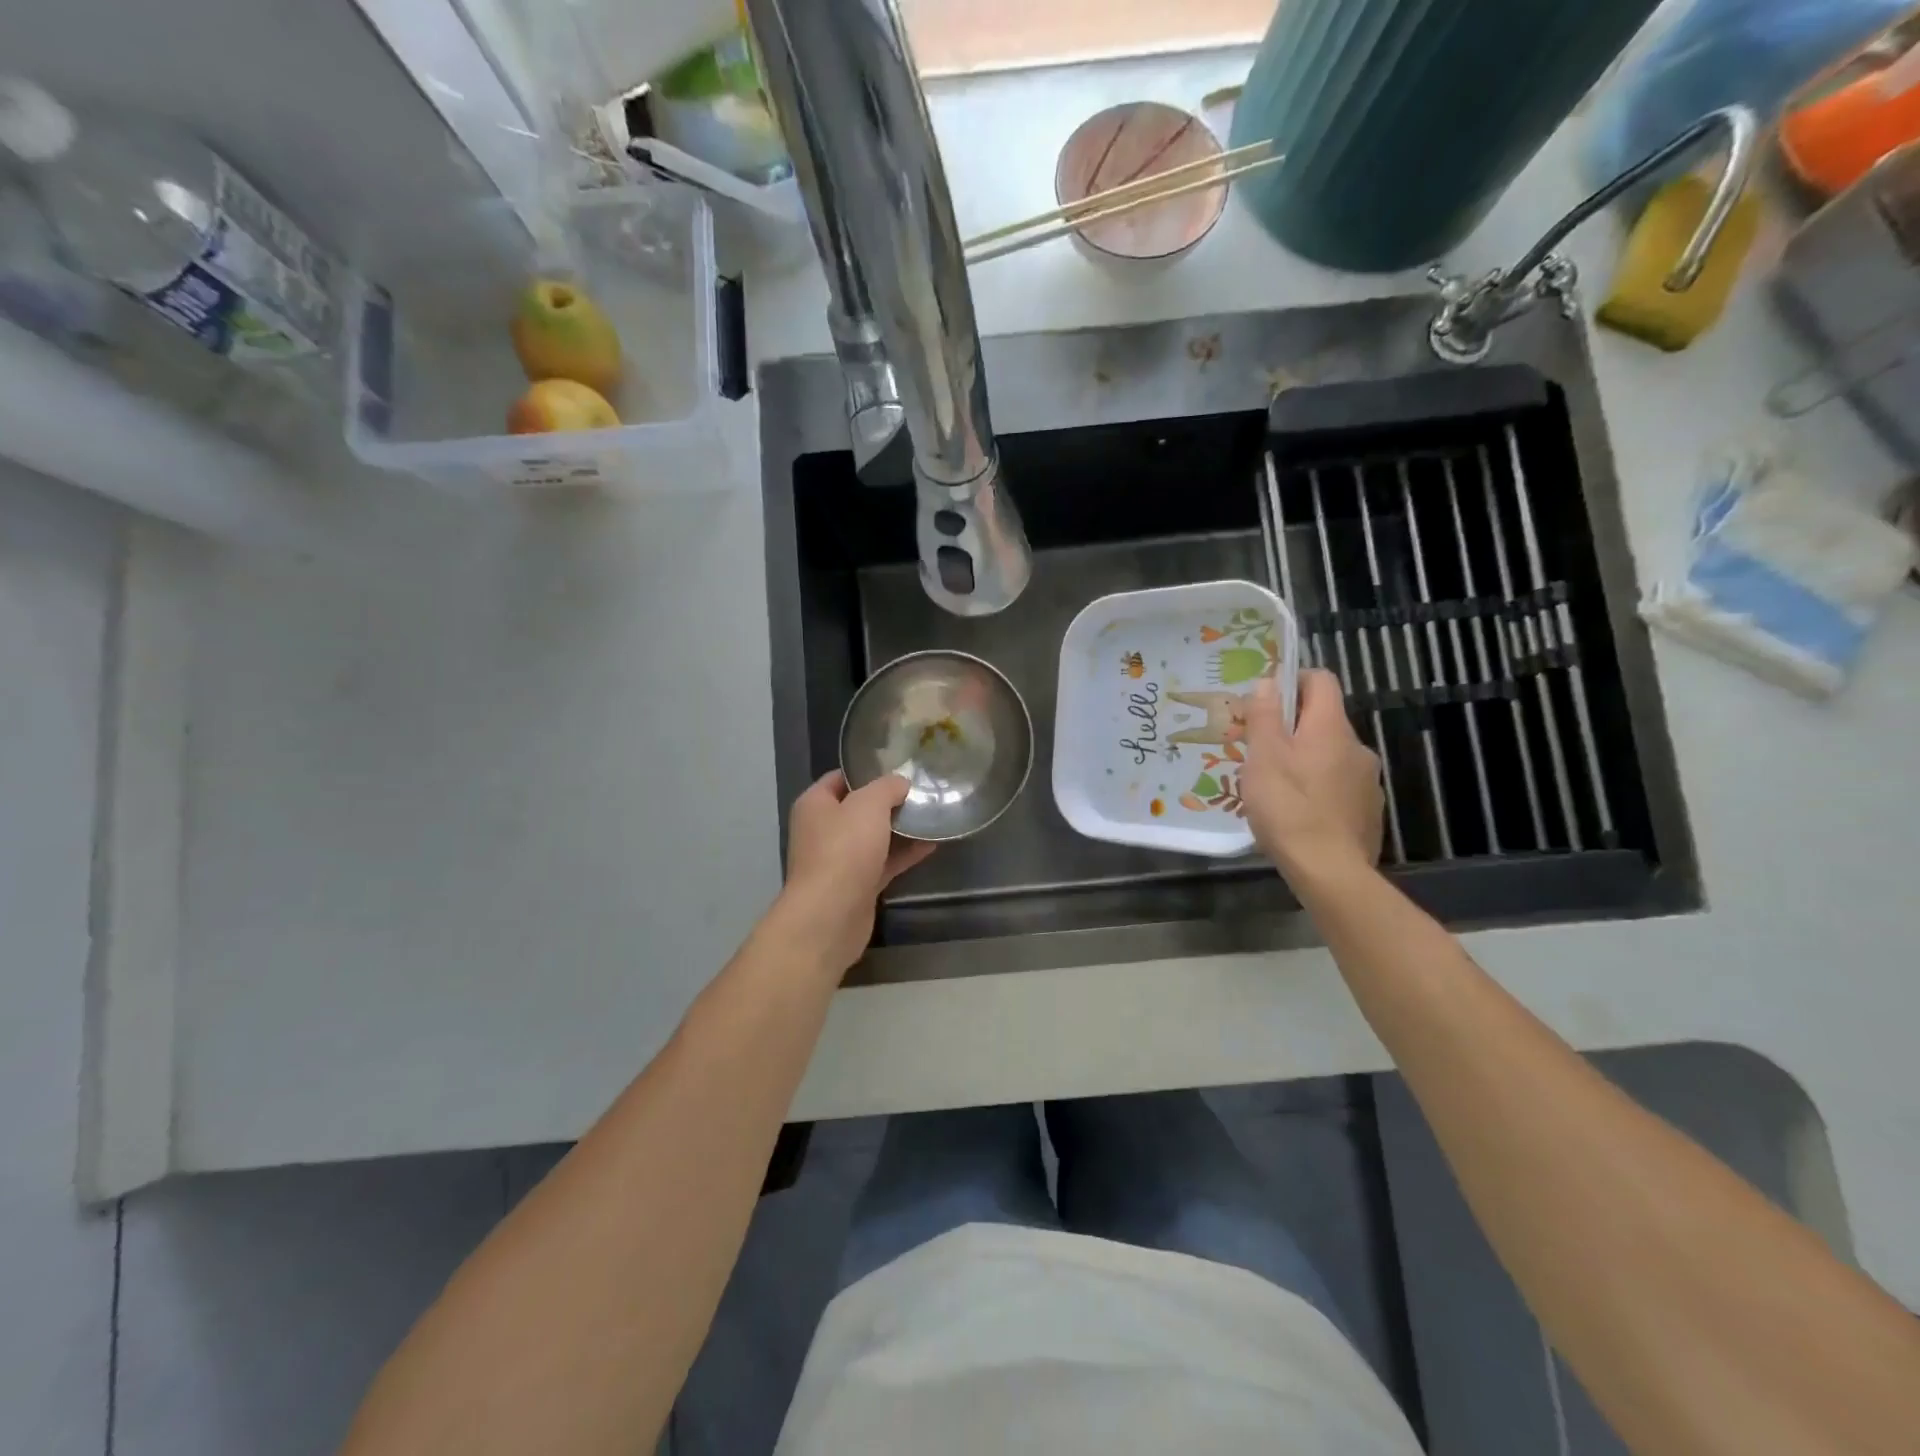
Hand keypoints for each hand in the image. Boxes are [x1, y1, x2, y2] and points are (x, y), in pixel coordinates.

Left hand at [780, 772, 934, 973]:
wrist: (832, 915)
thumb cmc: (844, 850)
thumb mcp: (869, 805)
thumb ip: (887, 787)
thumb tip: (900, 782)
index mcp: (815, 804)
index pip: (840, 778)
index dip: (868, 771)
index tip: (900, 767)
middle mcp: (823, 830)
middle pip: (859, 808)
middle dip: (889, 801)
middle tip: (921, 790)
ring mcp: (840, 860)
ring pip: (874, 837)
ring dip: (900, 828)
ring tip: (932, 814)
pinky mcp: (857, 885)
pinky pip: (884, 862)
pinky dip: (905, 854)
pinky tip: (932, 844)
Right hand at [1242, 670, 1383, 884]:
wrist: (1330, 871)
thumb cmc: (1289, 807)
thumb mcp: (1263, 757)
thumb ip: (1264, 716)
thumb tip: (1268, 682)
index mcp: (1331, 727)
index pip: (1321, 680)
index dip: (1293, 681)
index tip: (1264, 702)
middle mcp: (1356, 746)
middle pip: (1323, 720)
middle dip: (1291, 728)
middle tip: (1257, 750)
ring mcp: (1367, 780)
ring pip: (1329, 755)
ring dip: (1304, 760)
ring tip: (1273, 787)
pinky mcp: (1368, 809)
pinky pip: (1338, 785)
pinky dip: (1317, 788)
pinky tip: (1297, 813)